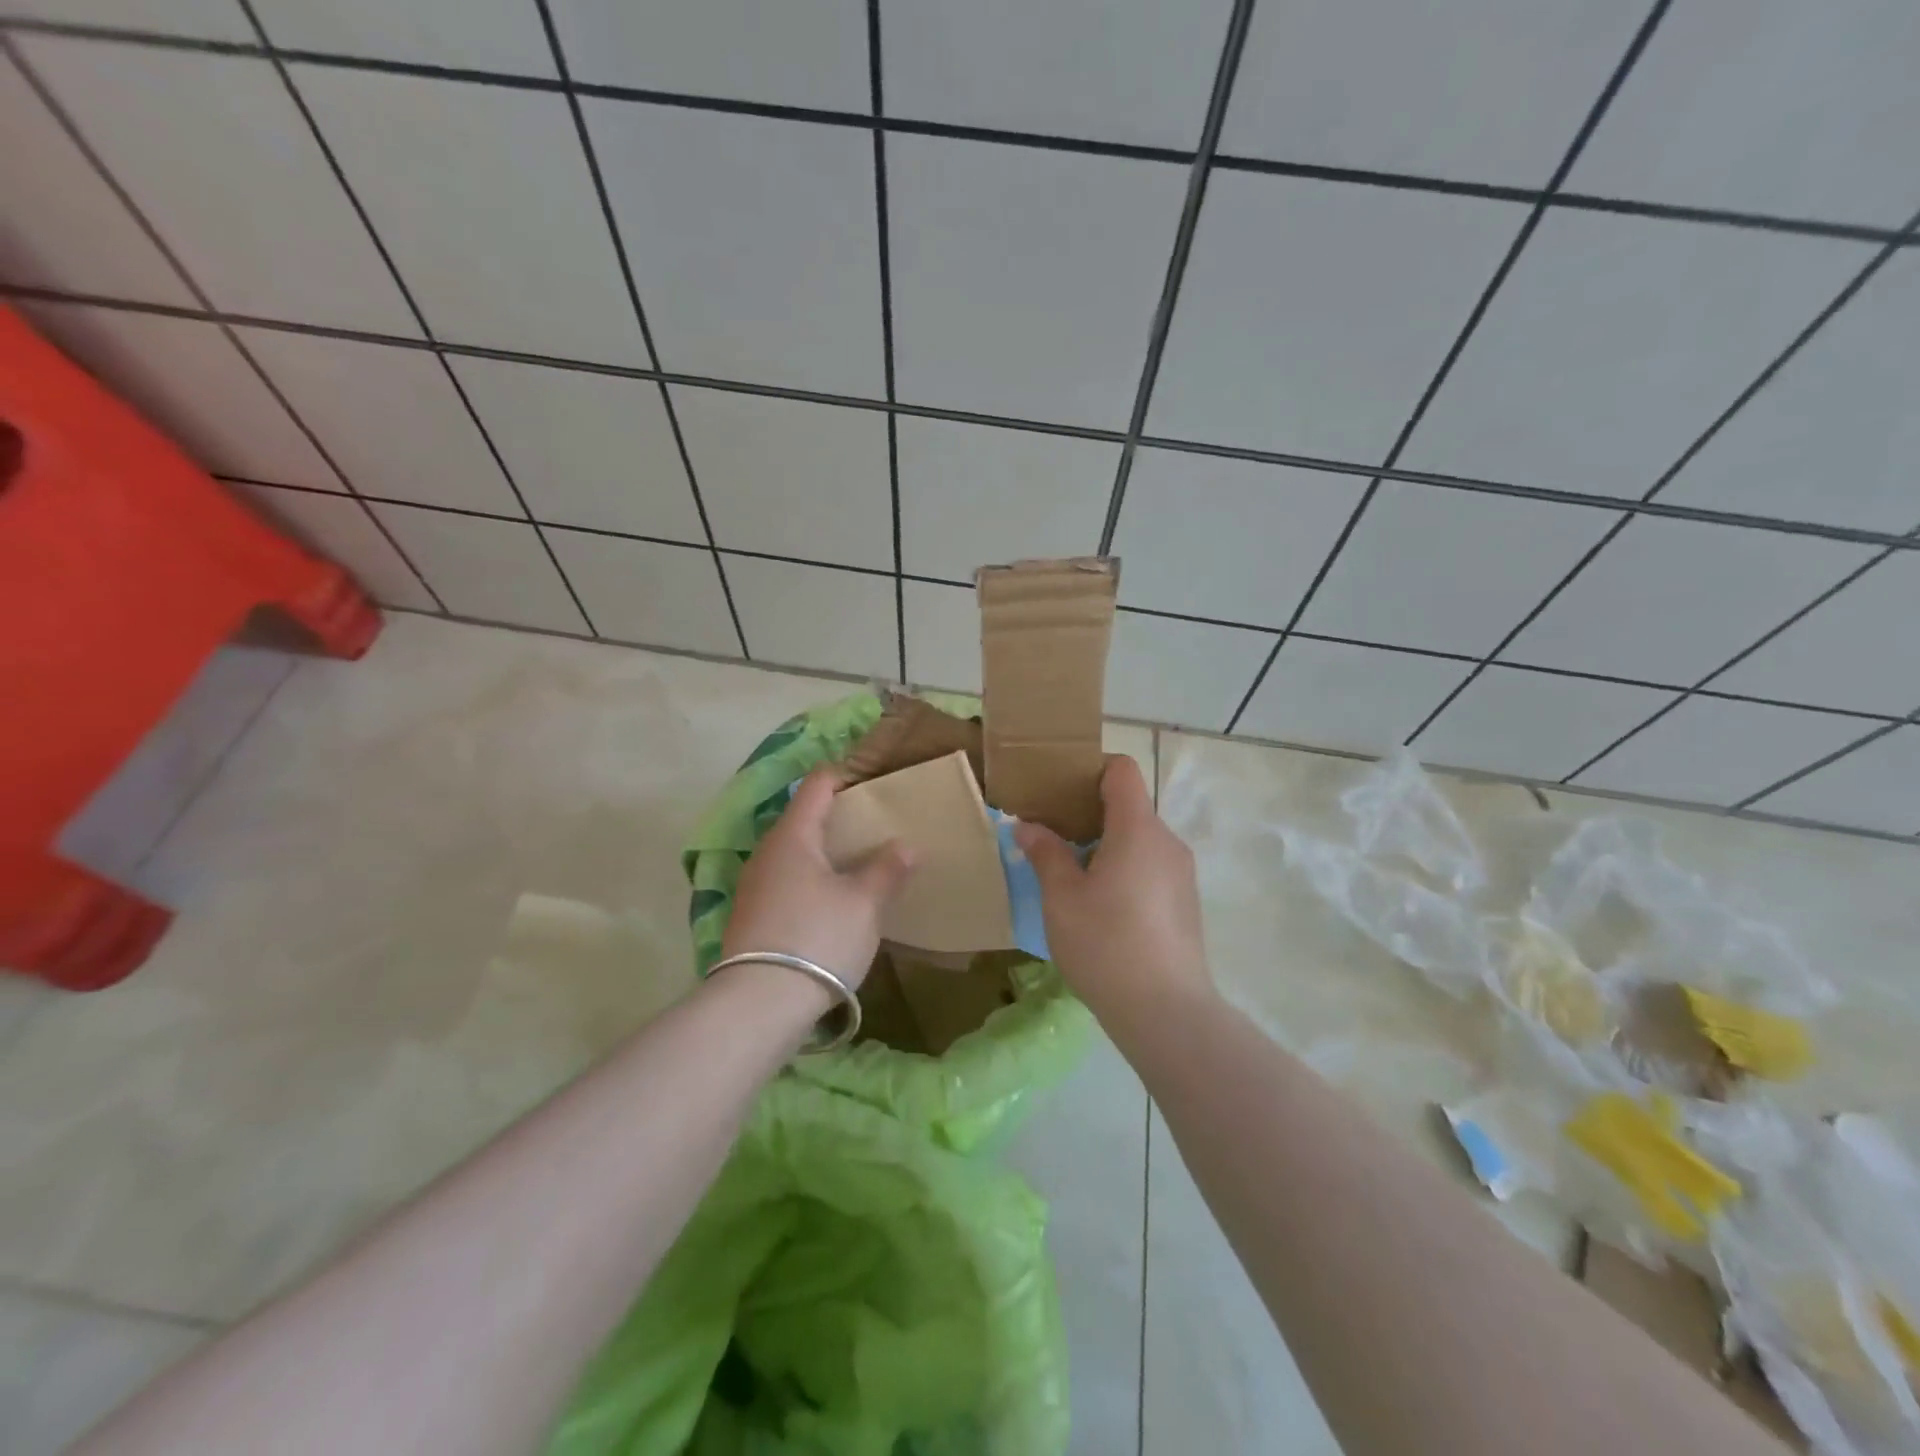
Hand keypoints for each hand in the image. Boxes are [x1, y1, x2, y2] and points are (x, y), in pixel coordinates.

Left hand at [721, 766, 916, 990]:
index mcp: (793, 835)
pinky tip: (832, 901)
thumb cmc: (818, 937)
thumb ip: (887, 869)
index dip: (846, 776)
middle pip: (804, 817)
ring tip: (860, 864)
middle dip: (839, 817)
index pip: (817, 784)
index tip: (876, 783)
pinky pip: (786, 880)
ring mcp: (754, 884)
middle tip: (877, 827)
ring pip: (795, 852)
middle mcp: (767, 851)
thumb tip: (906, 845)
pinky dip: (811, 878)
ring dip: (825, 852)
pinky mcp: (751, 915)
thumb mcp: (863, 903)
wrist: (759, 1004)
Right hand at [1014, 756, 1212, 1025]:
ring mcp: (1181, 873)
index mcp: (1137, 828)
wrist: (1166, 1012)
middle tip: (1052, 836)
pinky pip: (1150, 867)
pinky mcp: (1185, 903)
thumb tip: (1028, 826)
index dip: (1090, 769)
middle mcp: (1166, 841)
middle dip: (1089, 813)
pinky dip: (1124, 869)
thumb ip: (1045, 853)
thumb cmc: (1106, 944)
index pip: (1121, 770)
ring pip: (1139, 840)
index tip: (1059, 790)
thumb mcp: (1061, 897)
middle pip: (1129, 805)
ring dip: (1106, 845)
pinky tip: (1101, 907)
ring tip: (1072, 876)